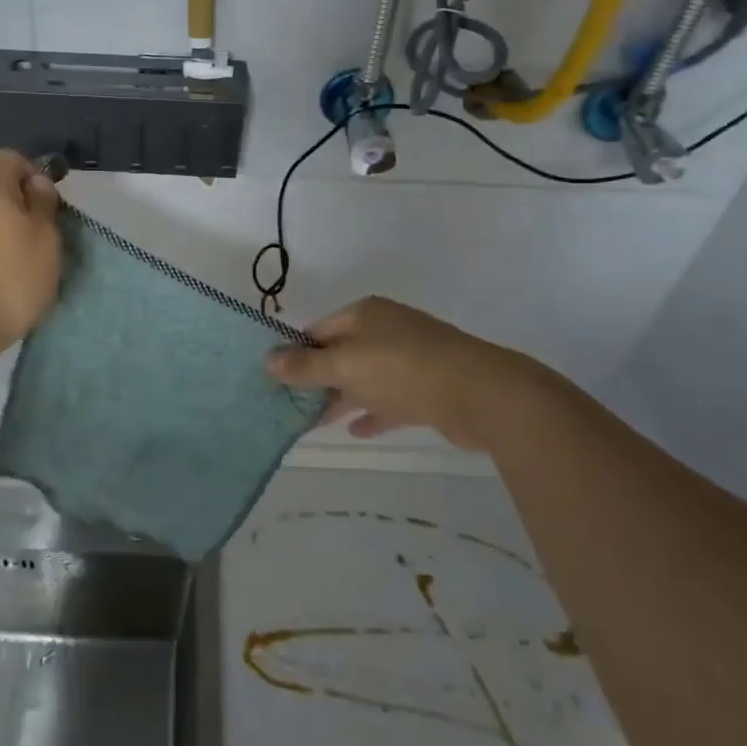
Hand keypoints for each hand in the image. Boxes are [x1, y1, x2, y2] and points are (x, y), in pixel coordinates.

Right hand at [264, 296, 554, 449]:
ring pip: (366, 378)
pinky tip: (358, 430)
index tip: (277, 380)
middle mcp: (386, 330)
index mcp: (365, 314)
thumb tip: (267, 360)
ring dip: (343, 398)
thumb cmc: (402, 369)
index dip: (296, 353)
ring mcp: (410, 358)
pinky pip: (391, 399)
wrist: (479, 393)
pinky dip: (374, 412)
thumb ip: (306, 366)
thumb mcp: (345, 365)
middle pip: (342, 353)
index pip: (319, 330)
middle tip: (292, 407)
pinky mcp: (429, 388)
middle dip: (318, 379)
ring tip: (316, 422)